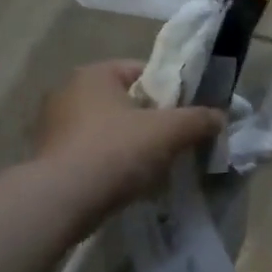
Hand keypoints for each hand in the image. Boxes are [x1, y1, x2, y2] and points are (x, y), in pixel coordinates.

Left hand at [34, 61, 223, 222]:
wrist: (62, 201)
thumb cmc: (117, 151)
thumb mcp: (171, 130)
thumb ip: (200, 119)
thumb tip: (220, 117)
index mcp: (94, 74)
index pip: (143, 70)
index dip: (172, 89)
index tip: (189, 112)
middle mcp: (68, 92)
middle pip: (127, 100)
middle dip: (154, 118)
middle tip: (178, 138)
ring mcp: (54, 126)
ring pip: (111, 128)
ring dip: (134, 141)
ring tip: (158, 162)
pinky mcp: (51, 157)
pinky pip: (94, 151)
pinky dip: (113, 160)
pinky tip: (130, 178)